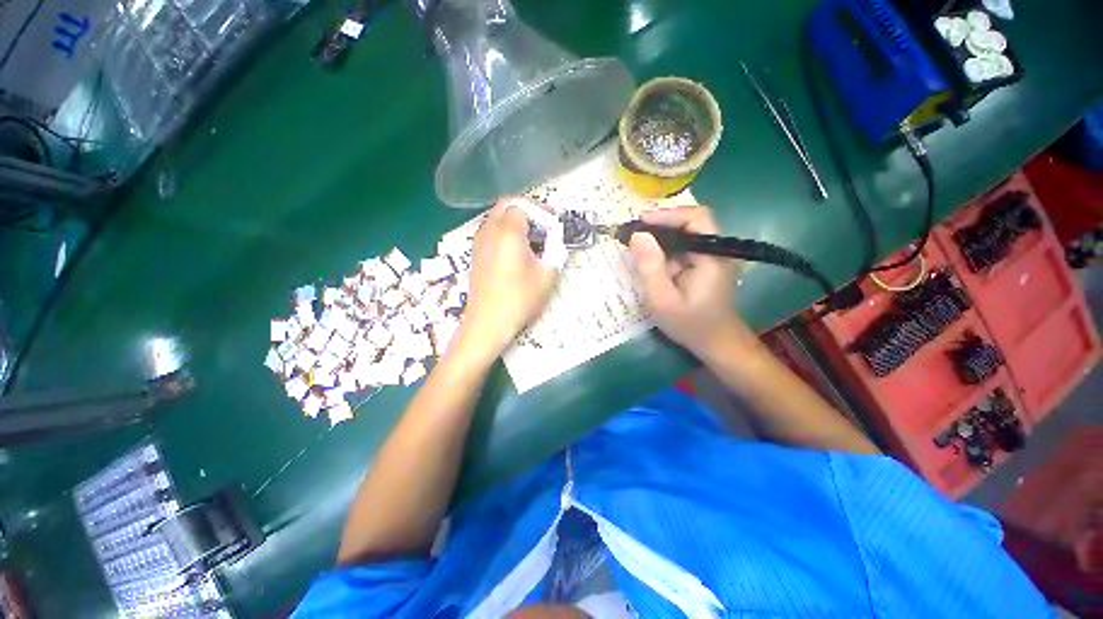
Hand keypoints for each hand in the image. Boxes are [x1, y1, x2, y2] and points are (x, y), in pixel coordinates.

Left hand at [457, 197, 559, 359]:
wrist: (487, 322)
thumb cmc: (519, 298)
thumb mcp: (547, 275)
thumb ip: (556, 252)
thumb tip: (557, 241)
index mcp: (508, 232)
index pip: (524, 206)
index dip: (541, 211)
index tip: (554, 224)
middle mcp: (490, 230)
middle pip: (506, 205)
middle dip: (527, 210)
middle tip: (543, 225)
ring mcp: (479, 242)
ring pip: (496, 217)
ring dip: (515, 220)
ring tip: (532, 239)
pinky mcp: (476, 254)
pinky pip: (491, 231)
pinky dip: (505, 231)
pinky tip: (516, 251)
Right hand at [629, 207, 752, 356]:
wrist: (715, 343)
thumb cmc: (690, 324)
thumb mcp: (662, 299)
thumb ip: (649, 267)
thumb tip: (637, 235)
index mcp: (713, 255)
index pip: (696, 218)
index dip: (667, 215)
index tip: (640, 222)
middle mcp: (717, 250)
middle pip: (690, 222)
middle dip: (660, 225)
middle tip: (633, 234)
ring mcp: (713, 256)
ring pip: (686, 234)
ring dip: (661, 237)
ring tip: (637, 245)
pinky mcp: (705, 263)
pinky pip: (684, 247)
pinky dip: (665, 249)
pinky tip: (651, 259)